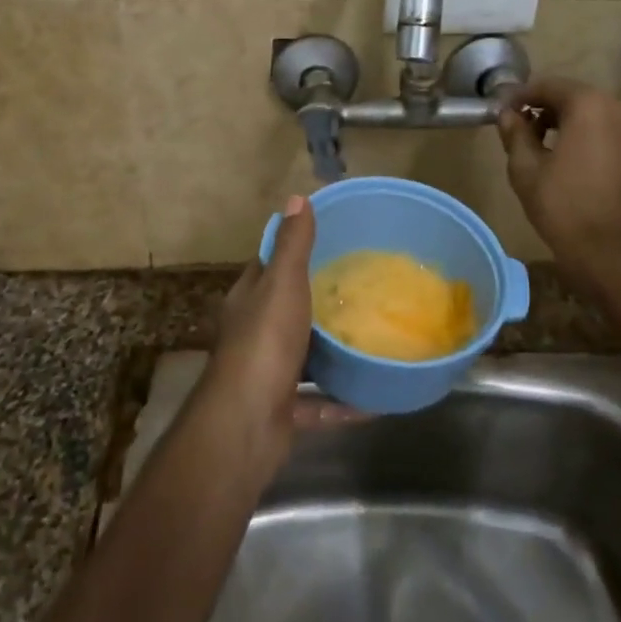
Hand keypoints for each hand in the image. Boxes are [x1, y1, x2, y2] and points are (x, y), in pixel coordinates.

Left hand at [206, 197, 360, 455]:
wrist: (246, 425)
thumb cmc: (264, 343)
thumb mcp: (282, 284)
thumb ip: (292, 245)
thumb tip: (297, 197)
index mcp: (248, 300)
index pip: (267, 266)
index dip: (291, 251)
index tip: (329, 241)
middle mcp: (254, 334)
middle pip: (286, 310)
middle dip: (317, 301)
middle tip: (362, 288)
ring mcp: (267, 374)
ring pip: (303, 357)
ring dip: (331, 352)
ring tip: (371, 337)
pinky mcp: (283, 411)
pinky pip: (318, 403)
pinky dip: (343, 401)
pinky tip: (375, 398)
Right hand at [497, 76, 620, 283]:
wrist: (614, 255)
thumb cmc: (563, 207)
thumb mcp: (526, 169)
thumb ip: (515, 132)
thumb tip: (508, 114)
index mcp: (590, 105)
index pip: (549, 86)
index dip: (521, 96)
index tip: (503, 110)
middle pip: (576, 97)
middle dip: (547, 108)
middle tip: (521, 128)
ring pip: (598, 115)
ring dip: (571, 123)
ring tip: (546, 146)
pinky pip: (615, 133)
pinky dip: (593, 137)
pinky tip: (575, 161)